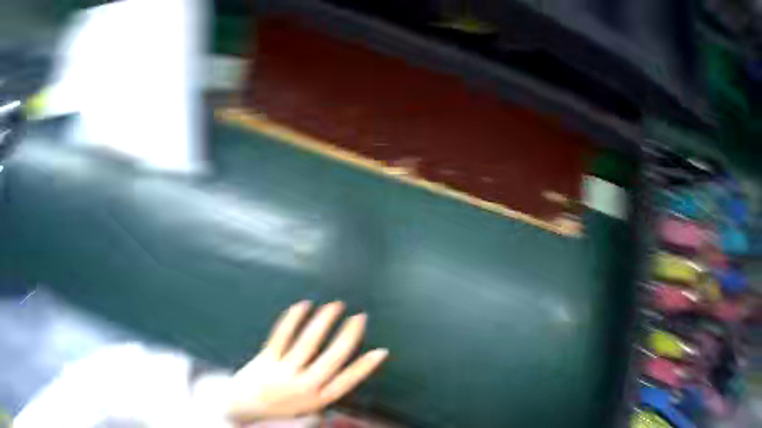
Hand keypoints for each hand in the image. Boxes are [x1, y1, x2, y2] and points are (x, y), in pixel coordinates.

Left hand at [226, 301, 387, 422]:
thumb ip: (324, 383)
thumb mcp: (304, 401)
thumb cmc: (279, 402)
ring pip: (308, 343)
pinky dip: (293, 318)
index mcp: (314, 399)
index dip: (365, 368)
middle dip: (349, 336)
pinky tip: (304, 304)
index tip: (382, 350)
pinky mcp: (264, 363)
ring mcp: (282, 376)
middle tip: (361, 316)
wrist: (238, 411)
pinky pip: (281, 336)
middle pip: (331, 359)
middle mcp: (301, 389)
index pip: (346, 382)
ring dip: (325, 321)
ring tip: (336, 305)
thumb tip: (349, 361)